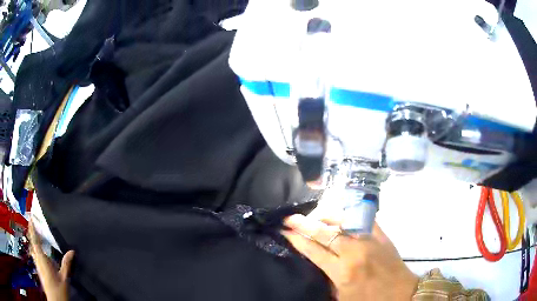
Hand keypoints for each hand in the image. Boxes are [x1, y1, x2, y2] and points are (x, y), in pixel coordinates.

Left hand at [28, 221, 74, 300]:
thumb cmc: (59, 289)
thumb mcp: (64, 278)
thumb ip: (66, 264)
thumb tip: (72, 251)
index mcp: (42, 258)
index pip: (35, 239)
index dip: (32, 227)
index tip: (31, 216)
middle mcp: (37, 259)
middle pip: (32, 243)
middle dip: (32, 233)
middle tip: (33, 223)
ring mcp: (37, 264)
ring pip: (33, 249)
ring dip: (33, 242)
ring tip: (35, 235)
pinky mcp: (38, 270)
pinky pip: (35, 256)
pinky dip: (35, 250)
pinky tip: (39, 253)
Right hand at [282, 214, 417, 300]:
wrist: (401, 293)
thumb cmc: (369, 300)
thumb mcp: (342, 297)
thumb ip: (327, 279)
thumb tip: (317, 262)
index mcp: (342, 272)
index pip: (313, 250)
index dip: (297, 239)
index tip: (285, 231)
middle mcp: (354, 252)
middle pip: (324, 231)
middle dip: (304, 223)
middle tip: (290, 217)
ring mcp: (370, 240)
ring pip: (343, 219)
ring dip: (325, 215)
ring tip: (315, 215)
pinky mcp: (382, 234)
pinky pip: (363, 217)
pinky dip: (349, 212)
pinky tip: (341, 211)